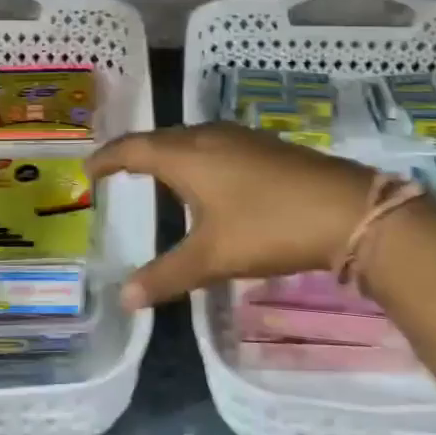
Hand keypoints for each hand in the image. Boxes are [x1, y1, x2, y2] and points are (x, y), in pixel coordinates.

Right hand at [90, 123, 377, 309]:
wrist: (346, 209)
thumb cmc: (268, 227)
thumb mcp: (212, 257)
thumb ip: (166, 276)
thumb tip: (124, 298)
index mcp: (186, 154)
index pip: (132, 148)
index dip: (107, 158)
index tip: (88, 170)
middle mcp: (207, 136)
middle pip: (159, 139)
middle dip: (135, 154)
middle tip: (116, 174)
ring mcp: (239, 137)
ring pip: (189, 140)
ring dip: (167, 155)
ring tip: (155, 176)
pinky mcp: (264, 145)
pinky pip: (213, 145)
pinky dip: (195, 158)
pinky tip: (207, 182)